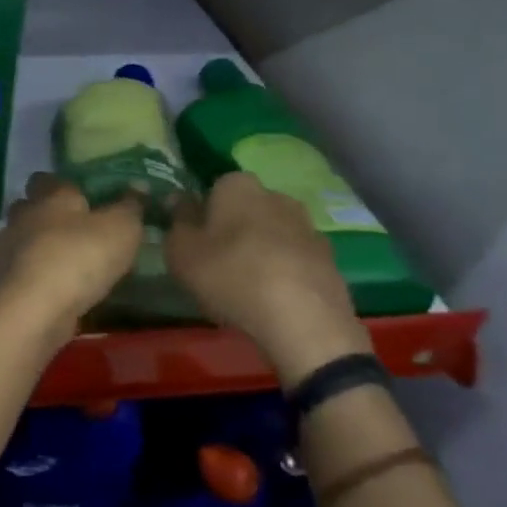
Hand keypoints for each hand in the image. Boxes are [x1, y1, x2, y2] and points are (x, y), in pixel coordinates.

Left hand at [0, 173, 143, 347]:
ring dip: (36, 248)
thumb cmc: (80, 257)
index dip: (61, 186)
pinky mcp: (1, 281)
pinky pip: (18, 271)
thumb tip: (138, 186)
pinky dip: (31, 276)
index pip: (47, 178)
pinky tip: (50, 290)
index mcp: (50, 195)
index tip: (80, 198)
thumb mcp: (121, 229)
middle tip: (73, 232)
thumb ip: (130, 207)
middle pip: (28, 207)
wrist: (34, 309)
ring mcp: (6, 248)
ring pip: (20, 239)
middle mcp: (22, 215)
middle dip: (45, 216)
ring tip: (62, 265)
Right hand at [165, 172, 369, 381]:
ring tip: (247, 287)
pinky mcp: (329, 257)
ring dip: (260, 250)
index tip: (195, 240)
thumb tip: (178, 200)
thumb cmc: (231, 276)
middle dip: (233, 229)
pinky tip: (274, 300)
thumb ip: (177, 221)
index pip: (213, 187)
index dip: (202, 213)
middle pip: (245, 209)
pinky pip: (295, 258)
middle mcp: (275, 195)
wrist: (304, 321)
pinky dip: (284, 271)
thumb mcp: (181, 251)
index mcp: (237, 185)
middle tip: (217, 263)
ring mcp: (307, 225)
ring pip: (272, 233)